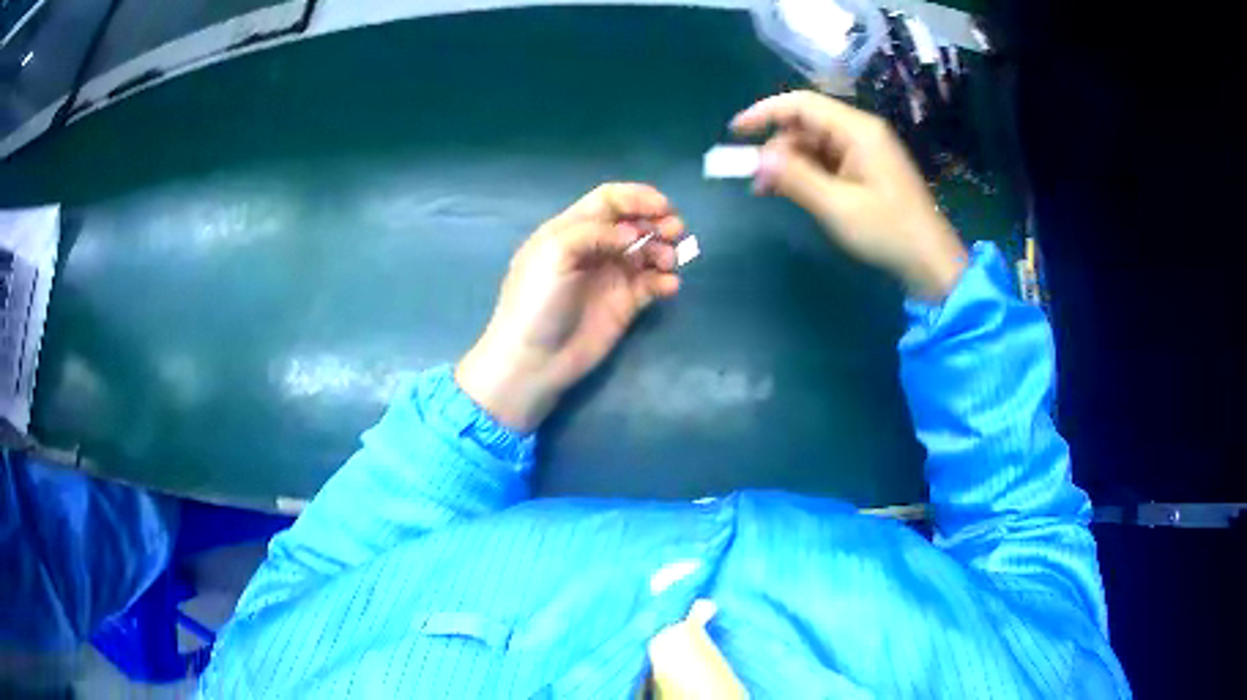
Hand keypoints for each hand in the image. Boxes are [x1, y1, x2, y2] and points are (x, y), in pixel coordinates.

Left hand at [456, 183, 683, 431]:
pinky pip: (652, 284)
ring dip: (664, 249)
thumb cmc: (536, 301)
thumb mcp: (554, 253)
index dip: (637, 197)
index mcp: (572, 230)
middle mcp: (594, 248)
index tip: (663, 206)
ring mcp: (611, 276)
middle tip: (675, 231)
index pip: (609, 200)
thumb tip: (633, 235)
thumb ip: (594, 232)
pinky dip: (665, 280)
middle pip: (633, 223)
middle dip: (657, 221)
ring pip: (647, 251)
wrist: (534, 359)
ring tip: (669, 262)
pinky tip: (669, 286)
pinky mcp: (625, 304)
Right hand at [731, 91, 967, 300]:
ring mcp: (864, 150)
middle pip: (806, 124)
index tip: (736, 131)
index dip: (765, 112)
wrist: (931, 261)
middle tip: (755, 179)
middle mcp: (860, 132)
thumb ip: (795, 178)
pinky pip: (827, 160)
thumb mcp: (837, 206)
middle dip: (776, 146)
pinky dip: (806, 172)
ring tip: (768, 190)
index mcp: (857, 130)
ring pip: (814, 143)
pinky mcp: (866, 169)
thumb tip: (756, 159)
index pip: (801, 104)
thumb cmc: (888, 231)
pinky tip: (792, 191)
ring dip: (789, 162)